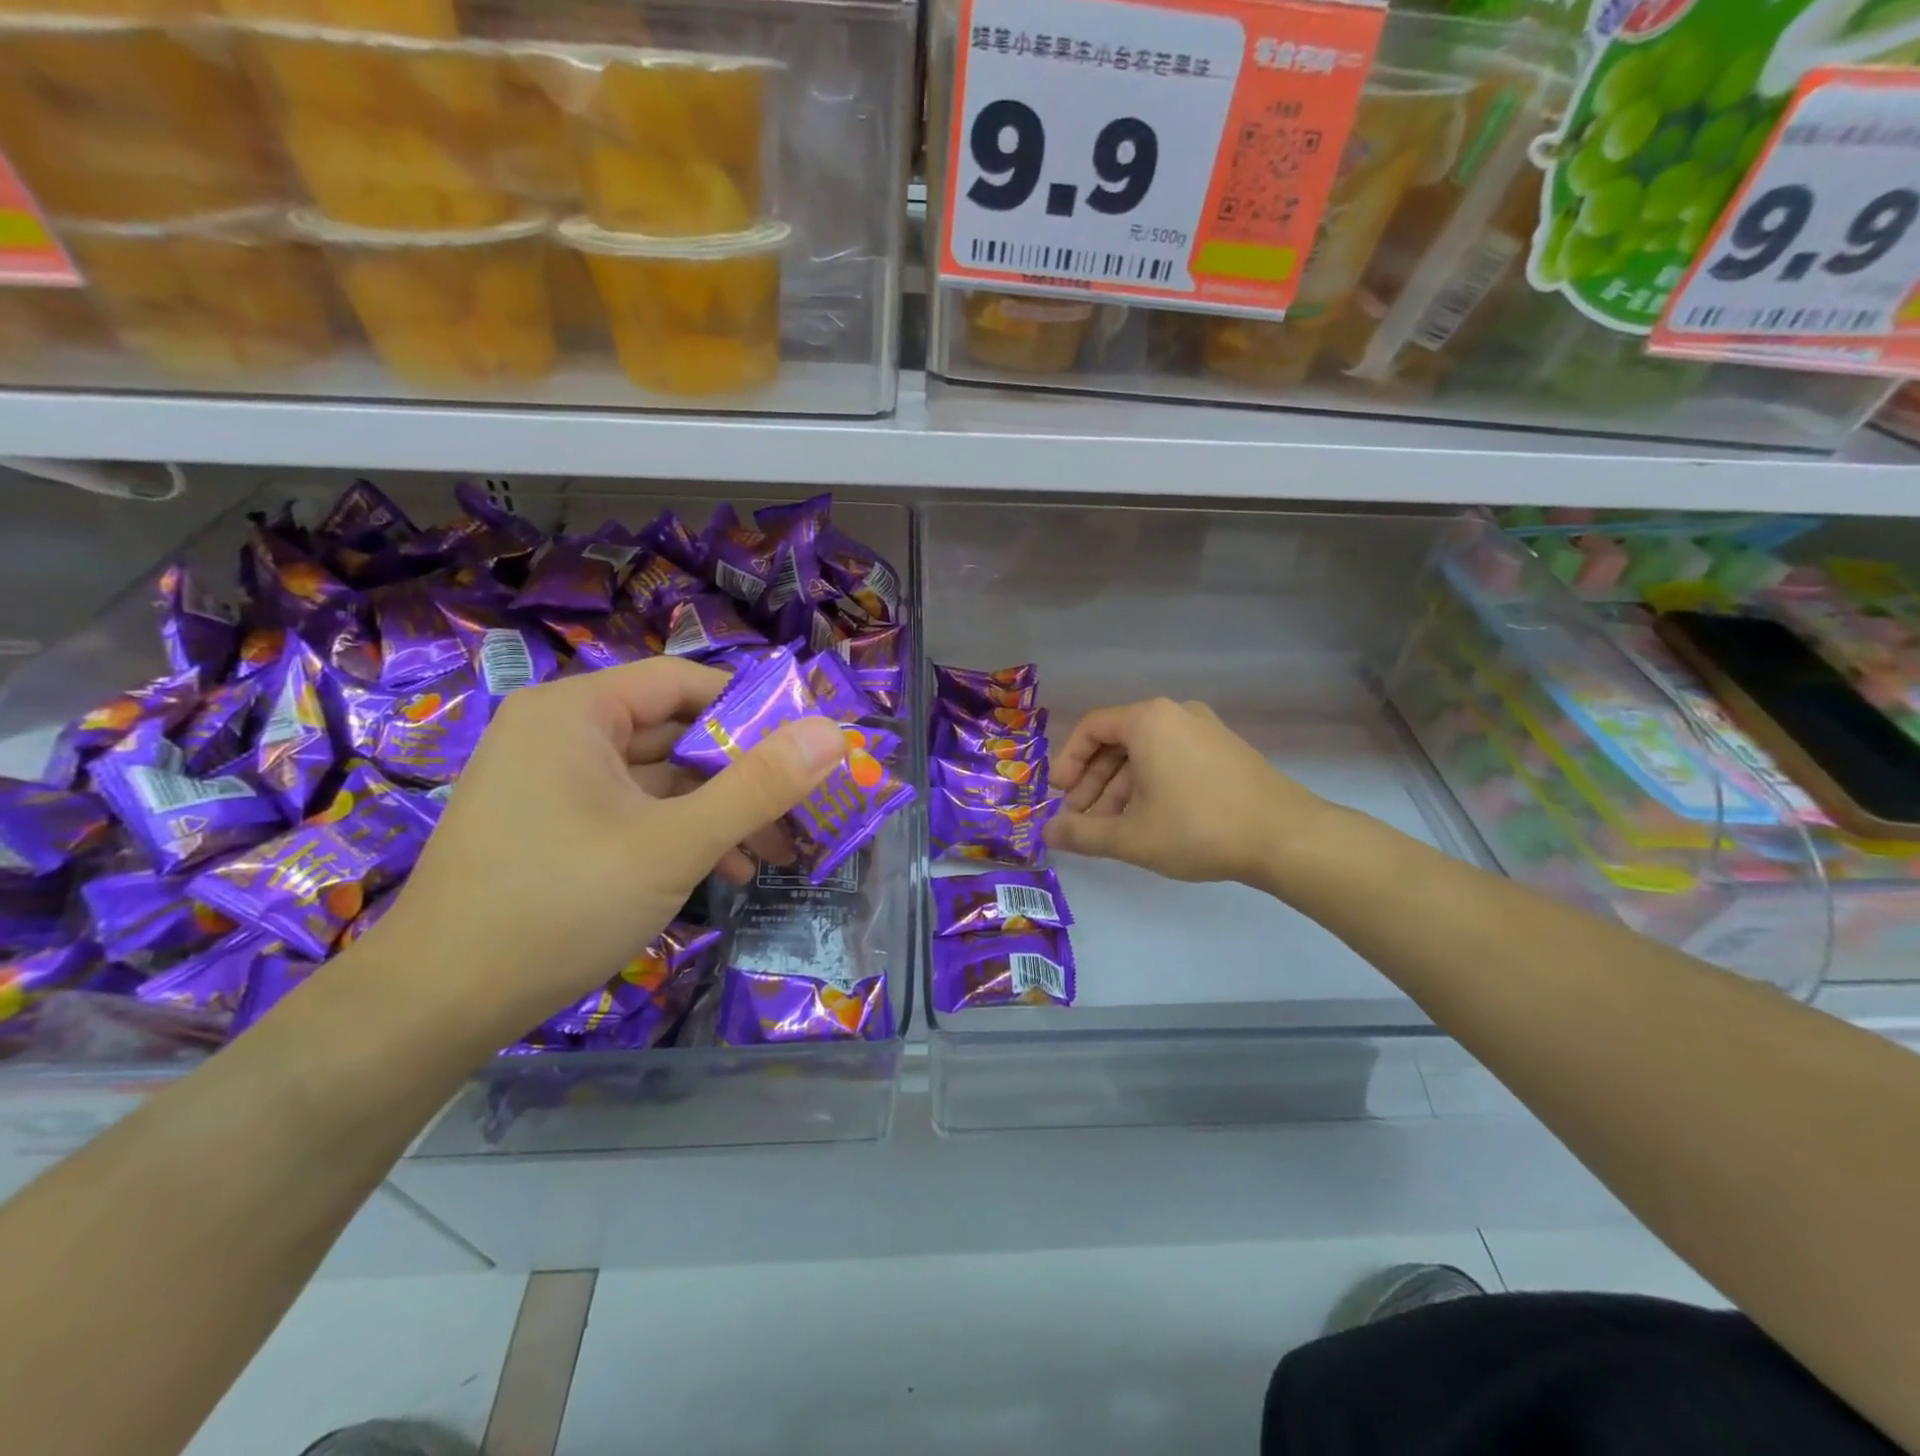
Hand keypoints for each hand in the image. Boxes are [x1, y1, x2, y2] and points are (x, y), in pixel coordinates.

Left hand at [368, 658, 846, 1039]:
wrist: (432, 1010)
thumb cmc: (558, 906)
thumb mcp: (674, 844)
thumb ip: (759, 786)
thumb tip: (834, 734)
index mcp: (576, 712)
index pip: (685, 683)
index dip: (754, 710)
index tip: (809, 749)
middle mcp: (561, 734)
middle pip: (677, 732)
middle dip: (745, 775)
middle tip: (804, 808)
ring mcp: (554, 784)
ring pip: (661, 779)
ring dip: (721, 811)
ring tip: (777, 852)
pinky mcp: (555, 828)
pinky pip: (636, 812)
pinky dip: (683, 834)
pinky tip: (727, 872)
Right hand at [1044, 698, 1336, 888]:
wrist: (1285, 836)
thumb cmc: (1198, 828)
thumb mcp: (1131, 836)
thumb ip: (1082, 833)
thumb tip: (1047, 832)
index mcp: (1148, 720)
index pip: (1091, 728)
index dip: (1068, 762)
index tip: (1060, 796)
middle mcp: (1175, 713)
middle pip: (1118, 741)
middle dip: (1093, 782)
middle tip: (1081, 818)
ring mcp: (1205, 729)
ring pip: (1146, 753)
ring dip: (1121, 787)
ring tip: (1112, 828)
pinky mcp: (1226, 749)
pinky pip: (1173, 757)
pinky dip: (1151, 783)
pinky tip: (1150, 820)